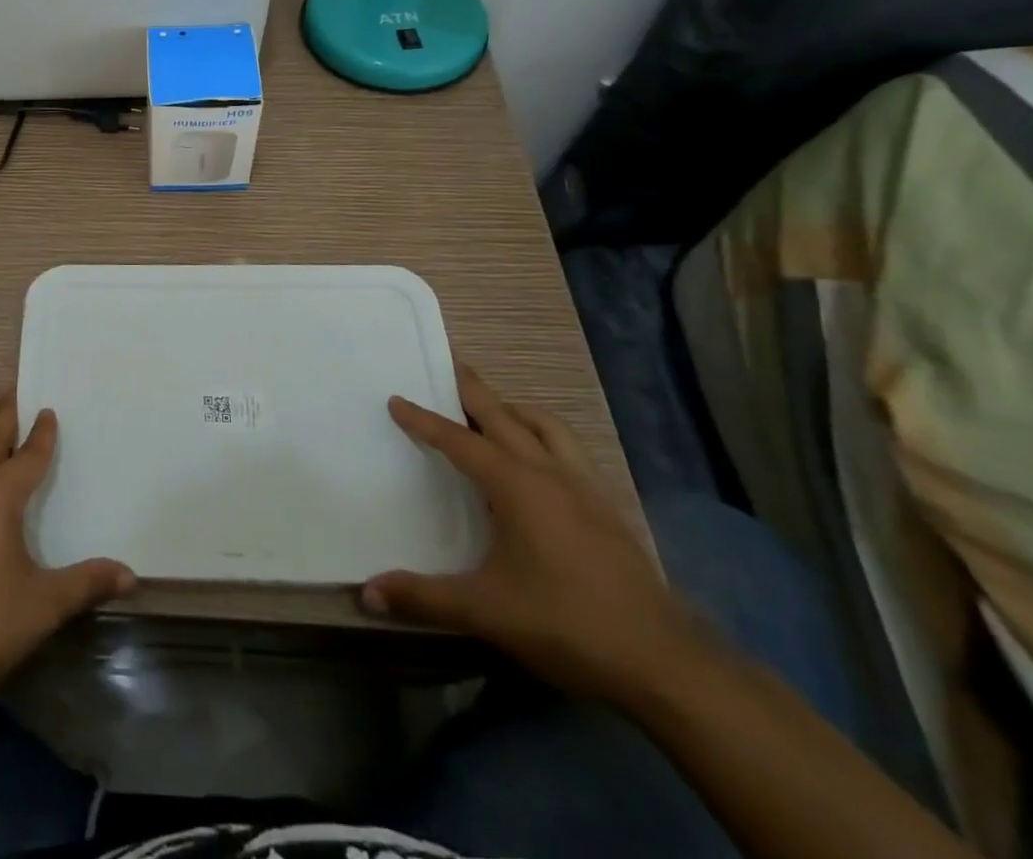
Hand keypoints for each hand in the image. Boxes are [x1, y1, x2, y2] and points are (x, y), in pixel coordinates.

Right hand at [362, 364, 711, 703]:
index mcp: (517, 486)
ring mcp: (586, 490)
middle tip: (449, 366)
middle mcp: (551, 474)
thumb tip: (366, 593)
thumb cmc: (568, 625)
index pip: (459, 441)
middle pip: (504, 416)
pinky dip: (544, 439)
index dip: (424, 420)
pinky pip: (570, 452)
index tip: (396, 399)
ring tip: (493, 412)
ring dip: (515, 411)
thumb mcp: (486, 612)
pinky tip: (539, 466)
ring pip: (547, 427)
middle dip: (473, 390)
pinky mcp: (609, 511)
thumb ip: (423, 597)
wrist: (666, 666)